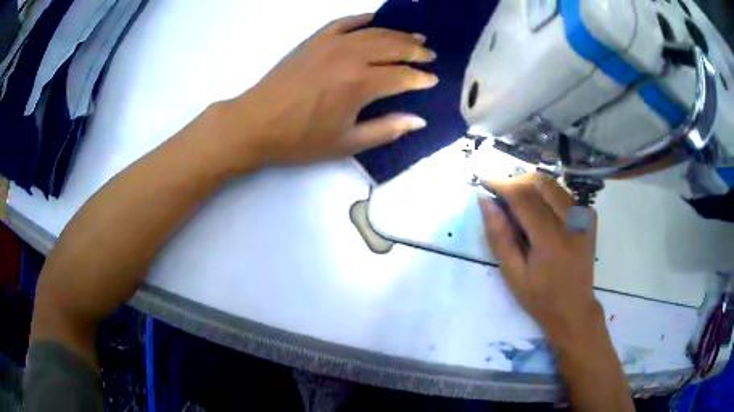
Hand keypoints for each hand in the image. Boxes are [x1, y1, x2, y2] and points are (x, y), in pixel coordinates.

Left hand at [216, 14, 437, 171]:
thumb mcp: (346, 144)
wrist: (255, 123)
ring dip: (397, 34)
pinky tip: (376, 19)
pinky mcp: (314, 40)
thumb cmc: (300, 139)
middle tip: (429, 55)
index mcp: (360, 85)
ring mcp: (331, 44)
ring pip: (374, 32)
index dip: (421, 78)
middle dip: (415, 51)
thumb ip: (386, 129)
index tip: (433, 80)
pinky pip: (344, 22)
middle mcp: (350, 57)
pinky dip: (363, 19)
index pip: (402, 76)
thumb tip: (419, 120)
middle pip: (392, 47)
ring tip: (414, 37)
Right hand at [479, 173, 603, 350]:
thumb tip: (485, 201)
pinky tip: (540, 210)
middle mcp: (572, 222)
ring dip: (531, 185)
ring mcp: (584, 217)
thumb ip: (499, 237)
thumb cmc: (540, 298)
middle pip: (540, 182)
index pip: (523, 197)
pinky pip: (564, 193)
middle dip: (516, 180)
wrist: (574, 309)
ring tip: (517, 201)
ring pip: (553, 184)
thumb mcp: (512, 275)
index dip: (501, 184)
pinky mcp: (589, 217)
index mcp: (551, 240)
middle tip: (501, 193)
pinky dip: (547, 194)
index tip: (484, 179)